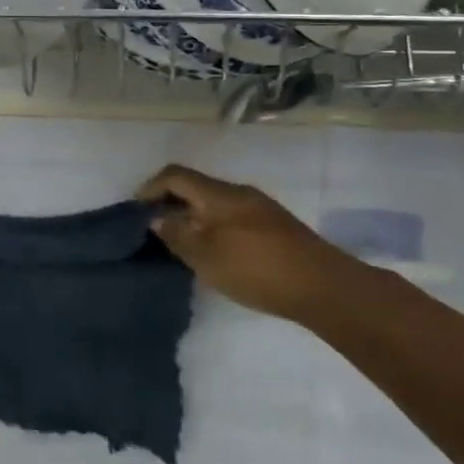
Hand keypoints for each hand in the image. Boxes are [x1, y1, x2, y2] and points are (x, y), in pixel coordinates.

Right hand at [137, 164, 364, 320]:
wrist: (326, 288)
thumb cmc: (256, 268)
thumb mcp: (205, 255)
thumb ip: (176, 234)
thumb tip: (157, 218)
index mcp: (219, 194)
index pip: (175, 175)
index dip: (151, 188)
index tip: (137, 211)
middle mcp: (239, 193)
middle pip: (196, 187)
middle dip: (172, 203)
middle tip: (157, 230)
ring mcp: (262, 209)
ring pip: (216, 204)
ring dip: (195, 217)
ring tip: (184, 244)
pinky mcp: (277, 228)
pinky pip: (234, 218)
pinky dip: (215, 227)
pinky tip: (217, 253)